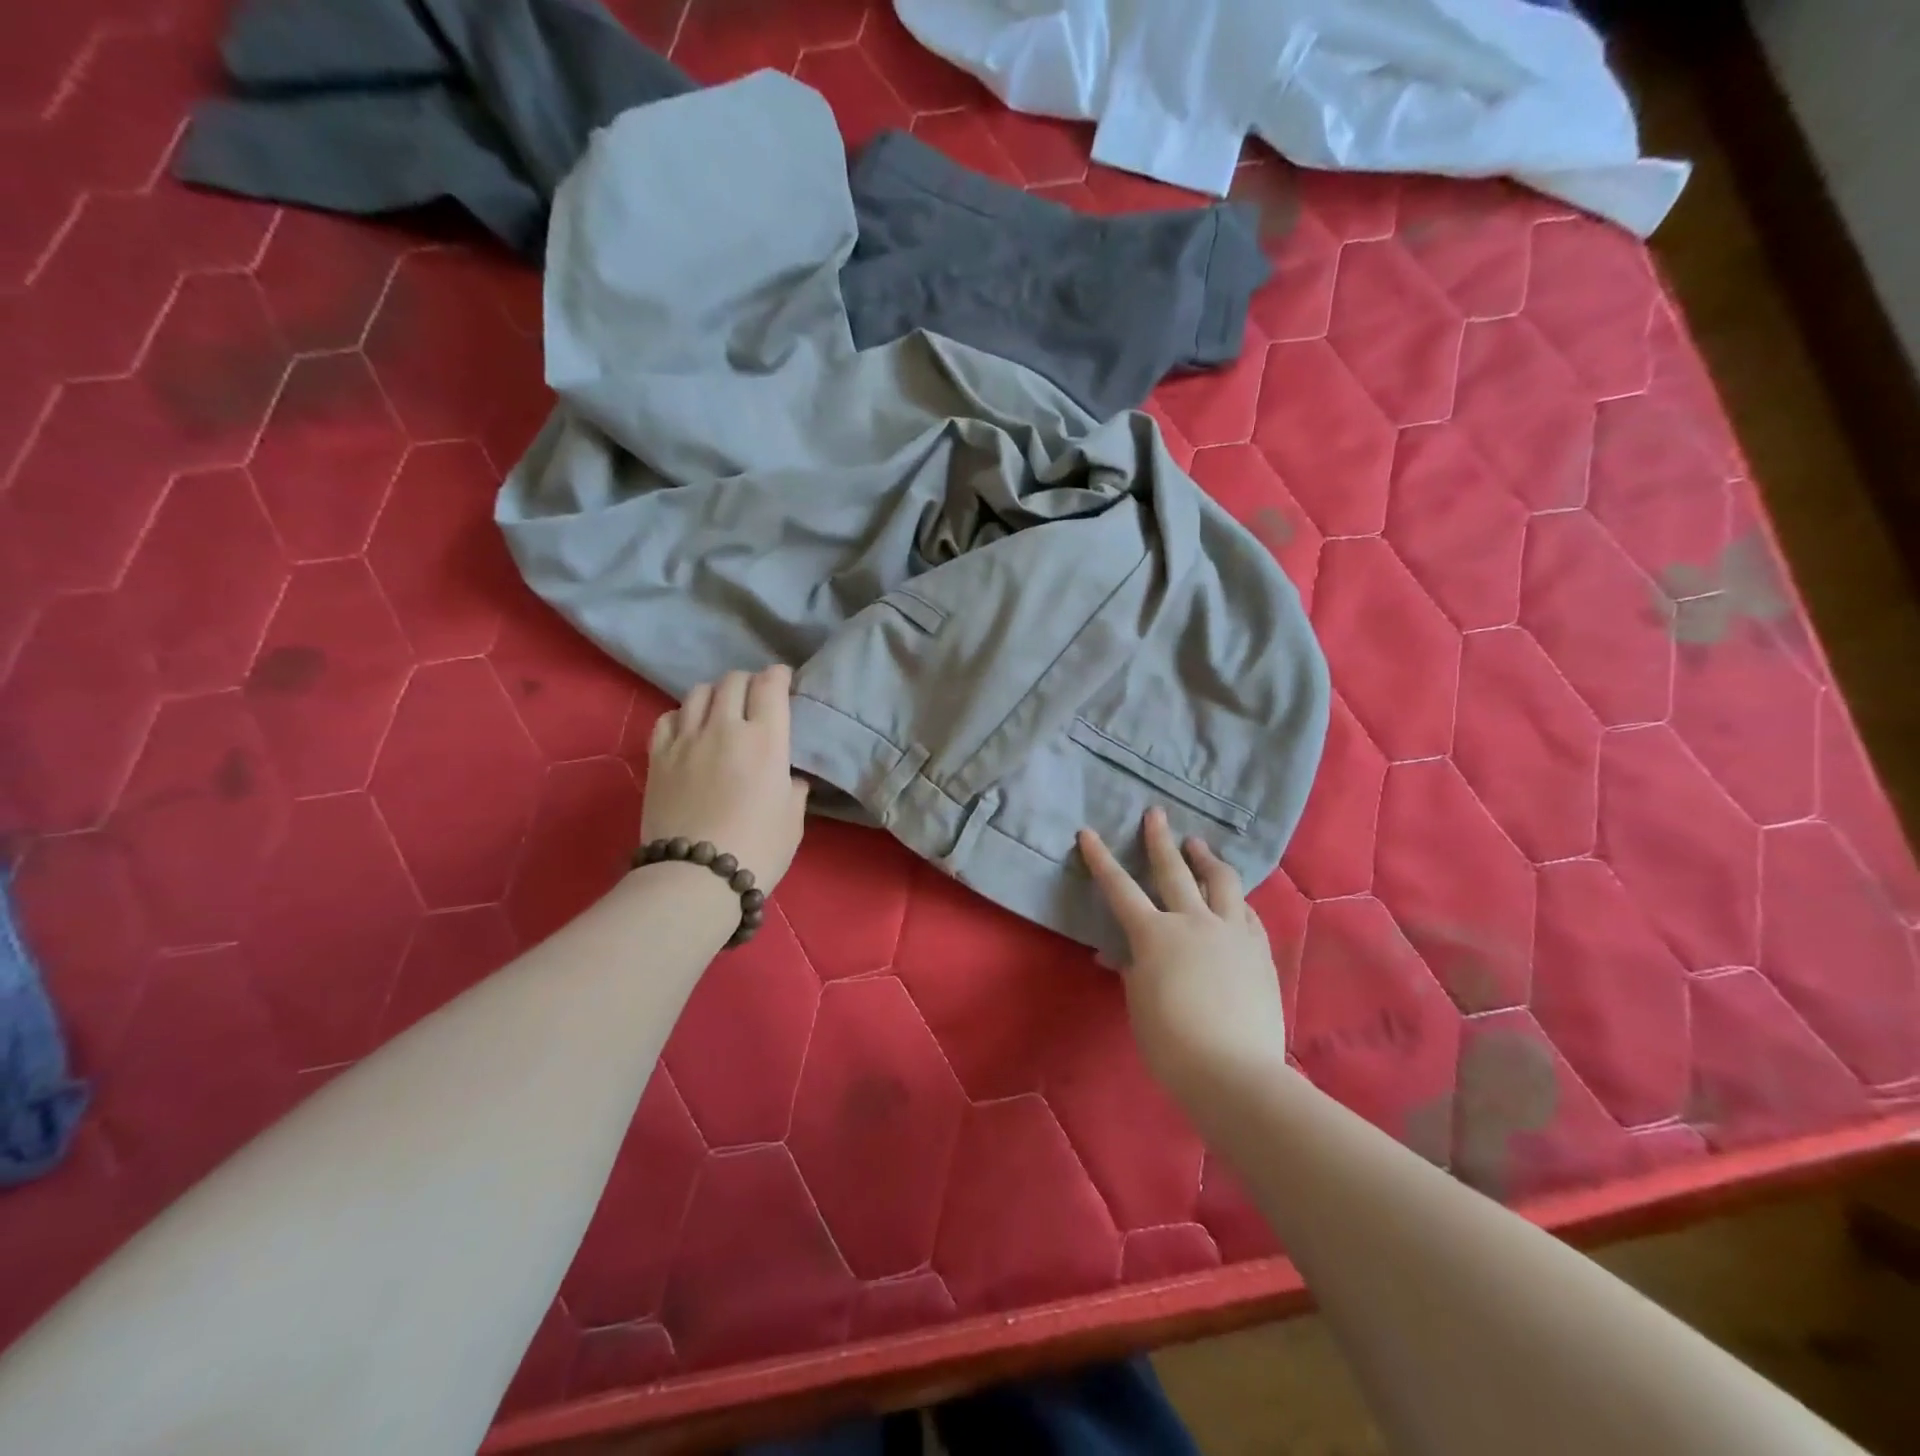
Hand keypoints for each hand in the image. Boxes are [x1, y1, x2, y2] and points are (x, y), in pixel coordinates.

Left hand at [643, 666, 809, 893]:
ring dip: (715, 694)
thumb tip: (787, 777)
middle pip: (733, 681)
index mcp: (765, 739)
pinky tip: (689, 728)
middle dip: (749, 682)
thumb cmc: (758, 849)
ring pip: (699, 692)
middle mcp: (725, 727)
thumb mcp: (793, 819)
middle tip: (755, 697)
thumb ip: (792, 787)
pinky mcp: (658, 756)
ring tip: (721, 709)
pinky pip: (669, 717)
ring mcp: (686, 739)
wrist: (695, 877)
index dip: (778, 676)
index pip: (770, 685)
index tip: (783, 680)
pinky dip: (683, 714)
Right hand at [1078, 808, 1287, 1102]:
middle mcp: (1194, 922)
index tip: (1088, 833)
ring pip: (1222, 882)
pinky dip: (1235, 899)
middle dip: (1161, 839)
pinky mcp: (1259, 950)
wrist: (1234, 1072)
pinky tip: (1234, 899)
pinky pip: (1247, 912)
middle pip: (1174, 870)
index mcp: (1155, 935)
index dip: (1101, 859)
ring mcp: (1232, 933)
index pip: (1120, 888)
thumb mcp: (1139, 1004)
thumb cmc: (1171, 1043)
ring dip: (1206, 859)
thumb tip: (1119, 955)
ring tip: (1199, 845)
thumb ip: (1132, 970)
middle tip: (1156, 814)